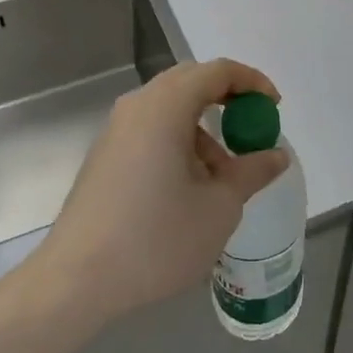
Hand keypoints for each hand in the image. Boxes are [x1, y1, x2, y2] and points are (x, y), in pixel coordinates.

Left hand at [33, 58, 288, 327]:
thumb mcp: (219, 207)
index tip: (273, 108)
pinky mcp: (105, 155)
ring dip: (203, 126)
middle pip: (190, 81)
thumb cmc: (155, 239)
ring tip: (222, 173)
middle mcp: (138, 106)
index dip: (251, 82)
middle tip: (252, 127)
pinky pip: (151, 129)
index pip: (216, 71)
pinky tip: (189, 186)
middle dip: (227, 99)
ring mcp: (116, 130)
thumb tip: (277, 155)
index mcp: (165, 107)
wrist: (76, 280)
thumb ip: (252, 172)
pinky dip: (179, 141)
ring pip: (169, 107)